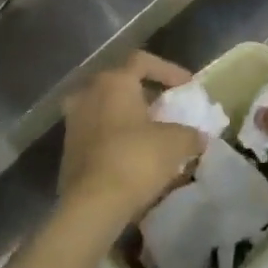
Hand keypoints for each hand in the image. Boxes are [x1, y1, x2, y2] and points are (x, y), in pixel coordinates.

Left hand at [59, 51, 201, 228]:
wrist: (92, 206)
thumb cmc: (135, 160)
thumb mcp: (175, 143)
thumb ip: (190, 134)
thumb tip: (198, 137)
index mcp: (113, 82)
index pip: (142, 61)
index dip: (168, 70)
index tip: (187, 86)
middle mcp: (88, 94)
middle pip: (122, 83)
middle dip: (147, 94)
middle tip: (168, 108)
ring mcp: (74, 122)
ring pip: (107, 109)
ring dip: (130, 117)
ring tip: (152, 133)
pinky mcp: (68, 150)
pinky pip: (98, 132)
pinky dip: (117, 137)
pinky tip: (134, 154)